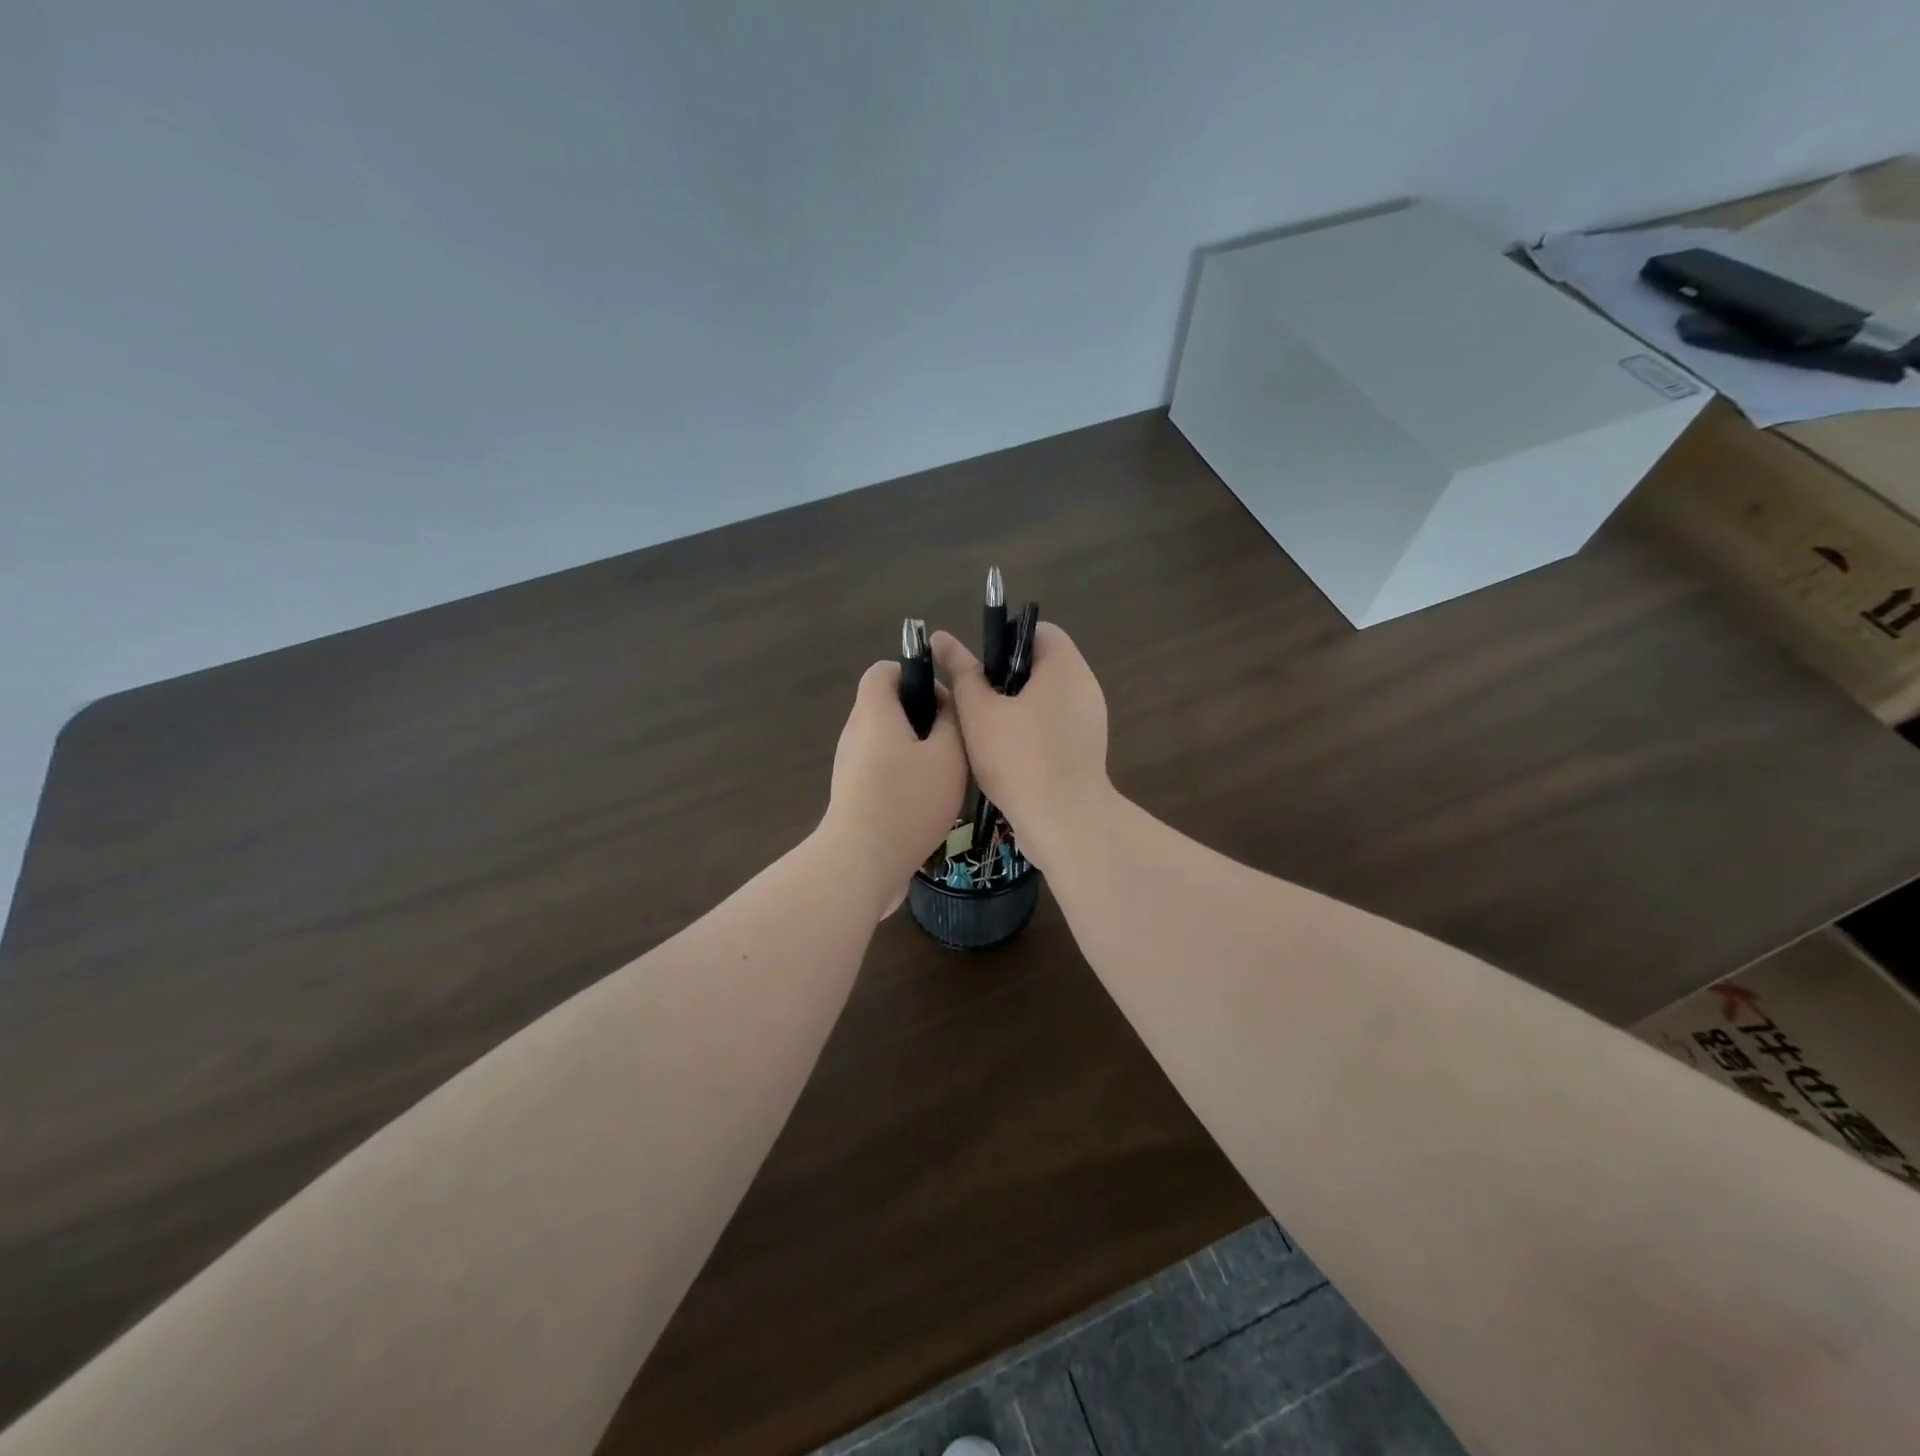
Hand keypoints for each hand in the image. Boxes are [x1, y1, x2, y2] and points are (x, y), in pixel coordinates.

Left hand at [821, 661, 968, 917]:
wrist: (861, 863)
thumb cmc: (908, 800)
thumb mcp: (948, 755)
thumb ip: (952, 721)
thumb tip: (945, 705)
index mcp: (874, 711)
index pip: (884, 670)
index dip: (915, 673)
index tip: (945, 701)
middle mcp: (856, 733)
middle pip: (888, 706)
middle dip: (924, 717)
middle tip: (955, 742)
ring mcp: (850, 766)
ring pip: (888, 741)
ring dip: (918, 750)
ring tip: (947, 775)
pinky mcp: (853, 795)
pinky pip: (882, 770)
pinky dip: (905, 776)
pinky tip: (930, 803)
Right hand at [930, 623, 1111, 870]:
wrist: (1064, 822)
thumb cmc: (1019, 757)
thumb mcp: (979, 712)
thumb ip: (962, 673)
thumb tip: (941, 639)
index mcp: (1065, 667)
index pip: (1038, 631)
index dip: (1004, 640)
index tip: (978, 667)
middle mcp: (1085, 687)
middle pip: (1041, 666)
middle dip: (1004, 679)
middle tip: (972, 699)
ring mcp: (1089, 722)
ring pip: (1045, 701)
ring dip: (1014, 709)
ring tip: (981, 729)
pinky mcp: (1085, 752)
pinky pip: (1053, 728)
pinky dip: (1030, 733)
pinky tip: (1002, 755)